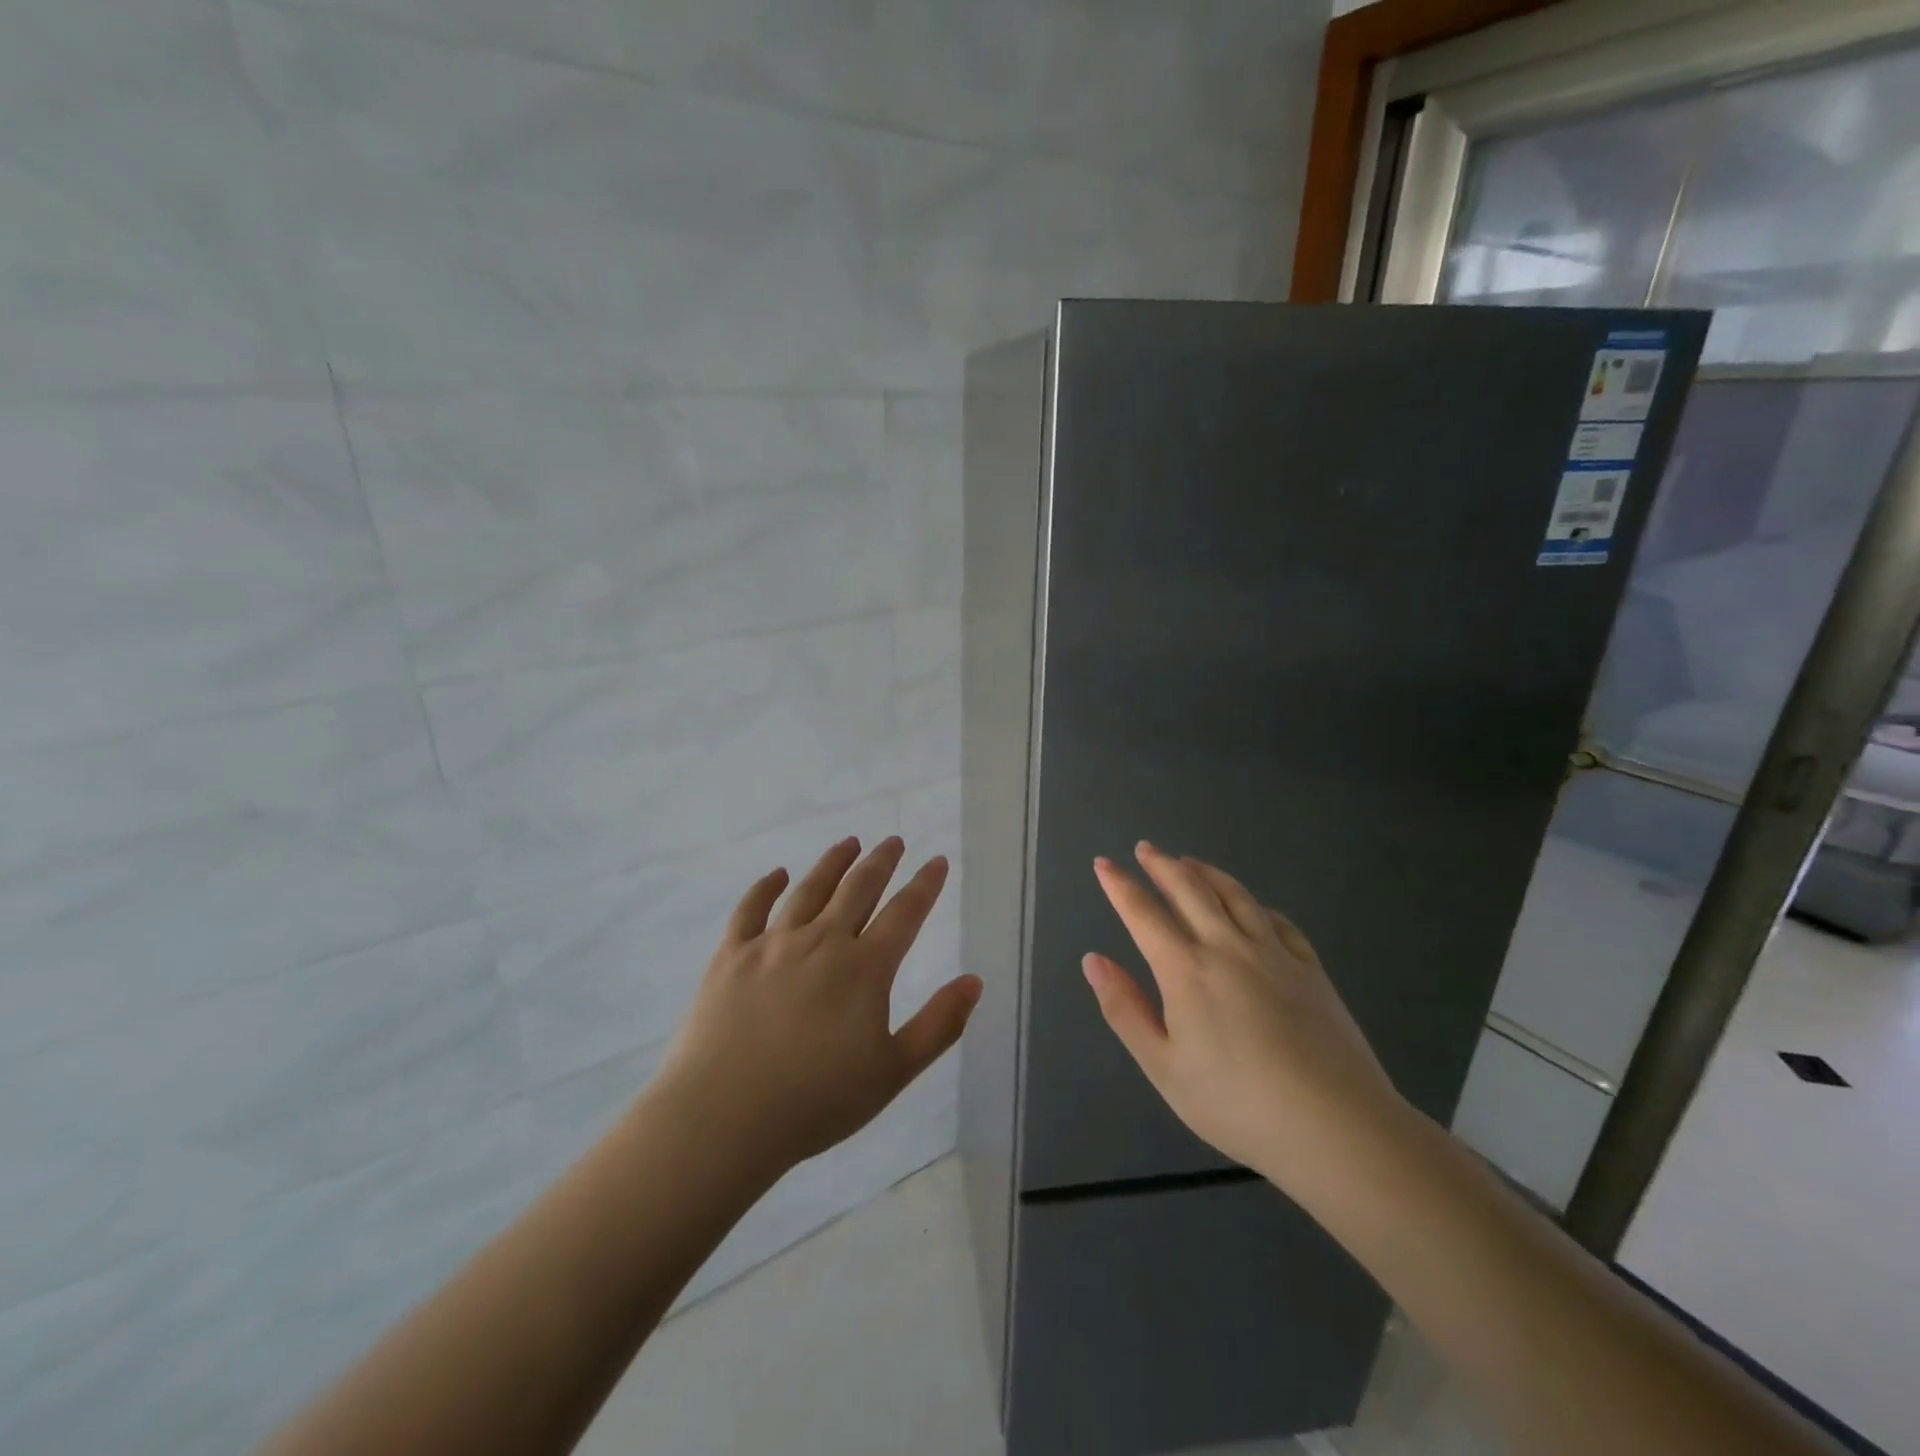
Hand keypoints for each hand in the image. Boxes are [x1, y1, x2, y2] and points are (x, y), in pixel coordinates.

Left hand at [655, 835, 982, 1176]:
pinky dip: (766, 886)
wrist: (723, 1118)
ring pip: (809, 889)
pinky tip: (777, 874)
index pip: (904, 913)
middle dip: (881, 861)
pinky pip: (750, 908)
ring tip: (849, 842)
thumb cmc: (816, 1102)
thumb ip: (938, 1025)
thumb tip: (975, 981)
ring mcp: (772, 944)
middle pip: (858, 889)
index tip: (937, 861)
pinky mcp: (731, 955)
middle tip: (893, 841)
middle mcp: (821, 942)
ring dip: (833, 862)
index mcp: (864, 968)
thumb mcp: (892, 1072)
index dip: (925, 884)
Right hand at [1083, 842, 1409, 1197]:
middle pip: (1189, 890)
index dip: (1120, 885)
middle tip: (1145, 849)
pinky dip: (1256, 904)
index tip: (1103, 863)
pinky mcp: (1310, 969)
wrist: (1336, 1125)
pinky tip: (1252, 906)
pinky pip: (1278, 921)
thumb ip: (1124, 1009)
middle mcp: (1227, 947)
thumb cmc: (1237, 1103)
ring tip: (1189, 861)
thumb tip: (1093, 960)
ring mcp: (1274, 953)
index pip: (1143, 913)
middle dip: (1162, 865)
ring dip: (1206, 872)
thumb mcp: (1163, 1066)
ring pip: (1234, 896)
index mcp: (1185, 969)